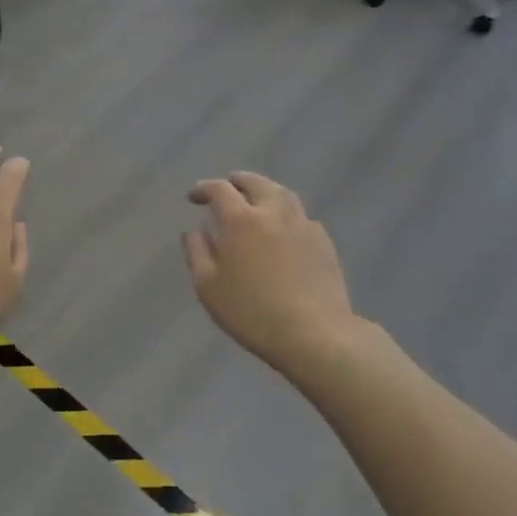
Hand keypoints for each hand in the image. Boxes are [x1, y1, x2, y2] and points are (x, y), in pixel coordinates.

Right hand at [183, 172, 355, 373]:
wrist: (314, 334)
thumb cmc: (251, 311)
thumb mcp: (208, 287)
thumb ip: (197, 252)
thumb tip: (195, 230)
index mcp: (240, 219)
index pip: (219, 189)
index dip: (203, 188)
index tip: (193, 197)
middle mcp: (273, 212)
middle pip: (255, 182)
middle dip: (237, 181)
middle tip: (227, 187)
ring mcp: (302, 224)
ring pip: (282, 193)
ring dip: (264, 190)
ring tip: (256, 200)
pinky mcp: (323, 241)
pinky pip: (300, 216)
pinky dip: (285, 213)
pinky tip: (283, 229)